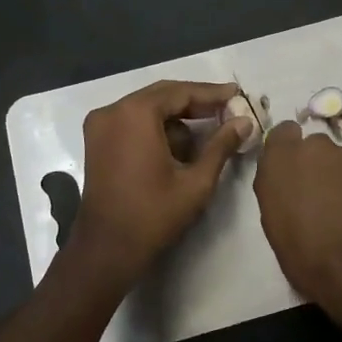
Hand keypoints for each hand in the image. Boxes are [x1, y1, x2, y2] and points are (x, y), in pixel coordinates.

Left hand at [67, 79, 253, 284]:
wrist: (107, 249)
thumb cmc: (153, 214)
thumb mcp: (196, 181)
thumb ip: (221, 145)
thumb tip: (245, 122)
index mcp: (135, 114)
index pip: (181, 92)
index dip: (212, 93)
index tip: (237, 93)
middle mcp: (113, 110)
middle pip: (162, 95)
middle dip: (196, 102)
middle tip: (228, 108)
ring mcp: (100, 125)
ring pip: (147, 108)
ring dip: (178, 116)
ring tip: (210, 129)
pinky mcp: (97, 141)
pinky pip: (133, 121)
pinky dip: (157, 127)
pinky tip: (181, 144)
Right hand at [253, 121, 341, 314]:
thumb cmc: (302, 253)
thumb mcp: (272, 219)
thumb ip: (277, 187)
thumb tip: (288, 179)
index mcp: (282, 159)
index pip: (284, 132)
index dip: (290, 149)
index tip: (293, 170)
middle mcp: (316, 147)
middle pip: (317, 147)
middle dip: (319, 166)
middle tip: (321, 198)